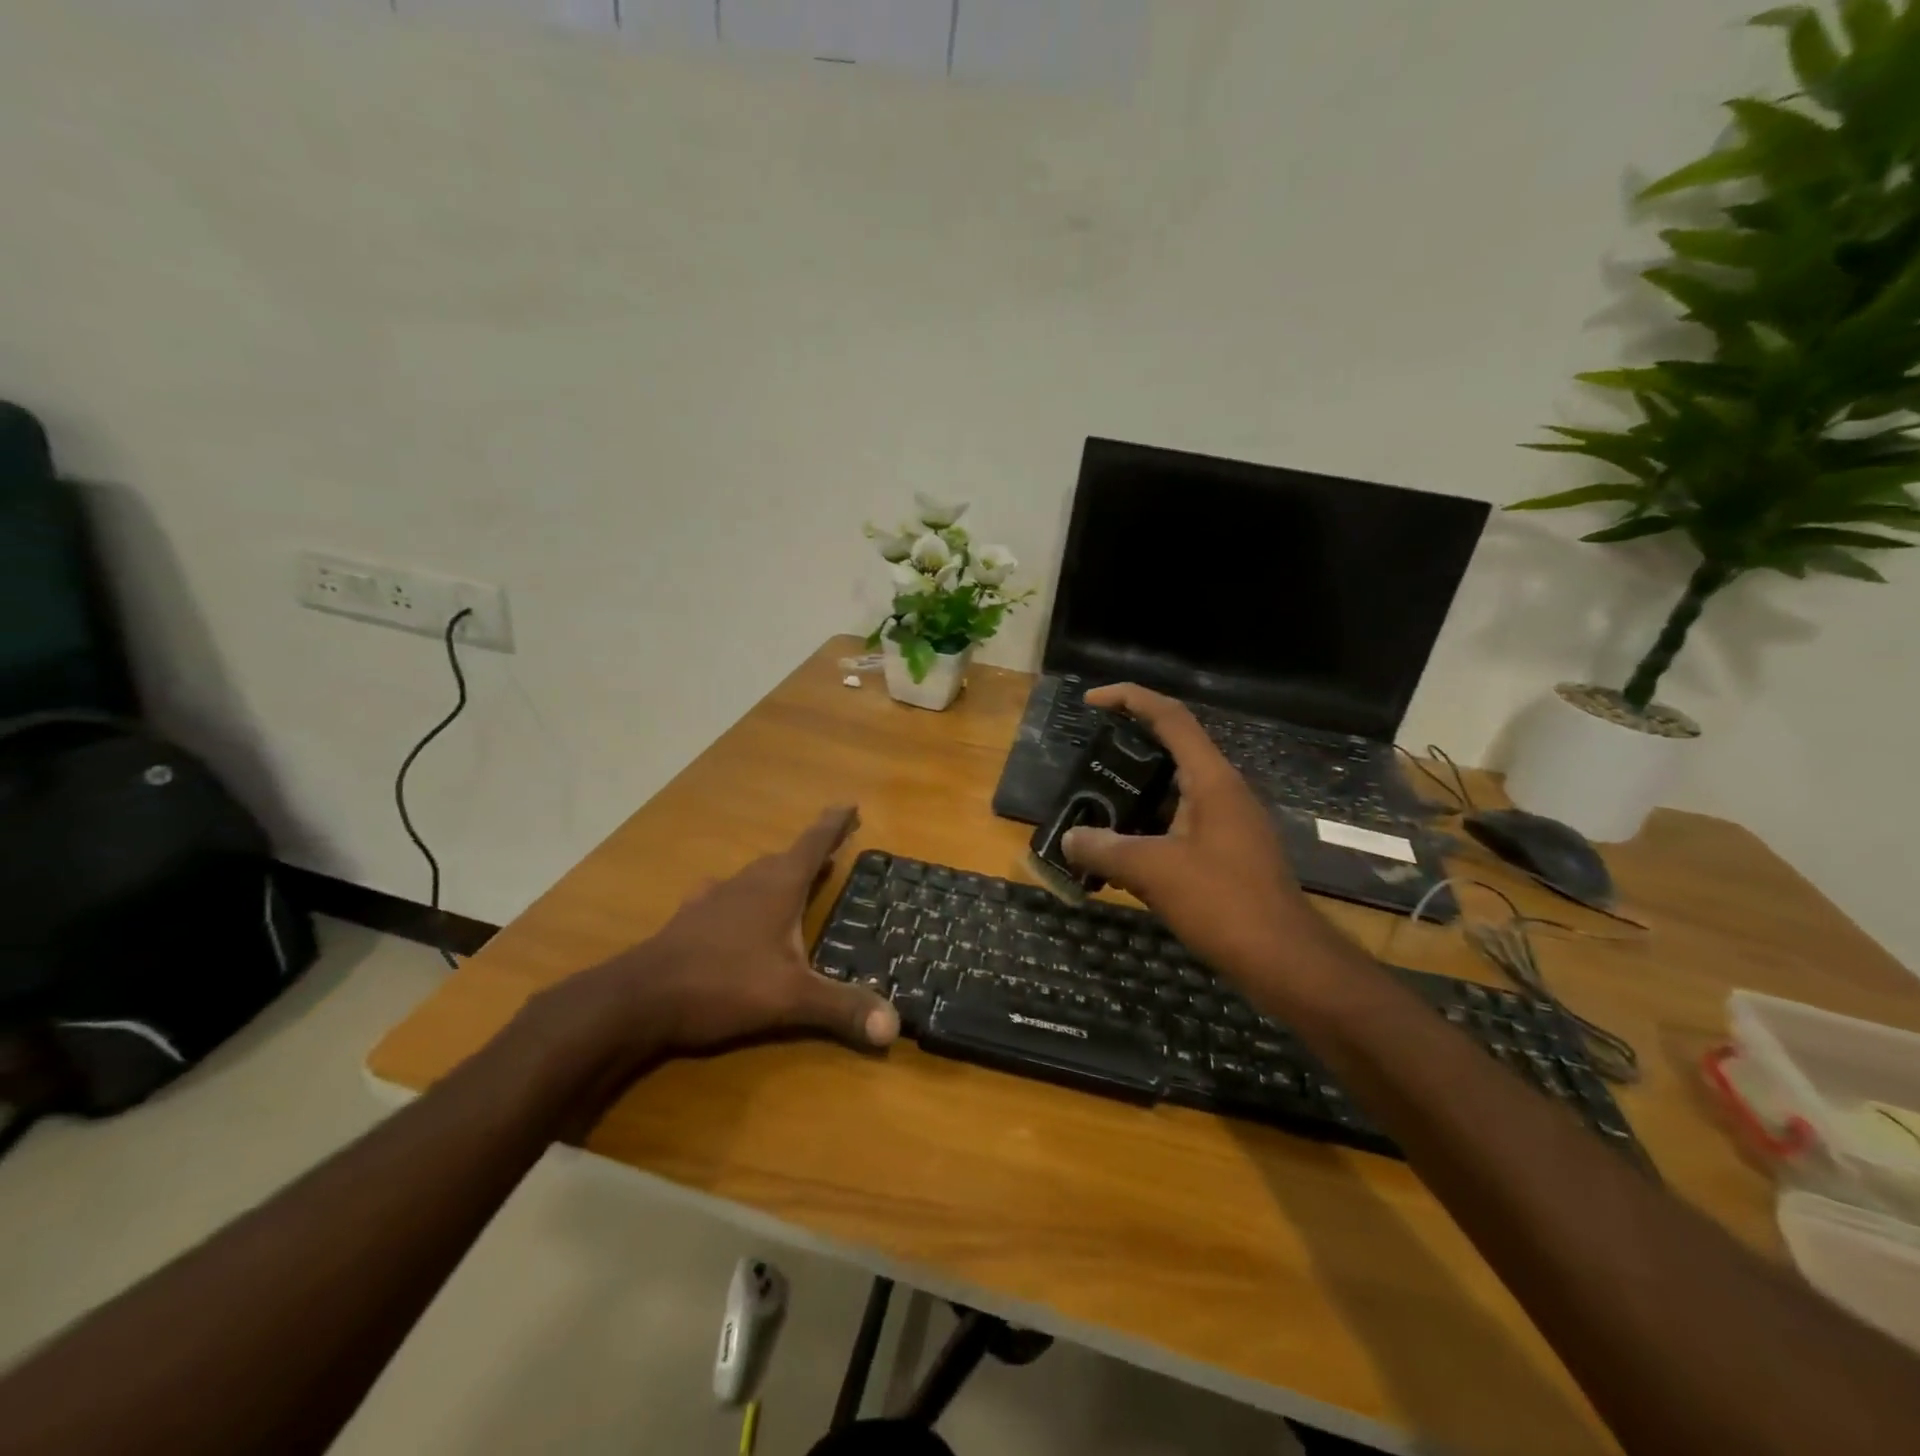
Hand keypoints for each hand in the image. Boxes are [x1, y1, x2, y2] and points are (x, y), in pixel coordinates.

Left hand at [548, 807, 899, 1064]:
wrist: (639, 998)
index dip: (834, 824)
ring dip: (779, 873)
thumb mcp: (790, 998)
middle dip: (813, 850)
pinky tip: (735, 907)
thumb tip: (894, 1026)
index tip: (851, 804)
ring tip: (794, 878)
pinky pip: (727, 896)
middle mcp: (749, 883)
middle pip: (787, 857)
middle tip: (834, 848)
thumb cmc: (722, 984)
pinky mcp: (691, 919)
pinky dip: (743, 897)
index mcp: (778, 887)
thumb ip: (841, 1008)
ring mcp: (715, 898)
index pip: (814, 844)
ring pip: (755, 875)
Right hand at [1061, 685, 1339, 1001]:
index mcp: (1212, 780)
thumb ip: (1105, 850)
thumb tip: (1069, 839)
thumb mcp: (1153, 872)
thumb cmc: (1224, 903)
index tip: (1091, 701)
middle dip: (1127, 751)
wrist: (1286, 961)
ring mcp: (1229, 825)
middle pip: (1172, 752)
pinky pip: (1180, 827)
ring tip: (1093, 809)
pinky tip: (1119, 856)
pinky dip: (1147, 831)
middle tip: (1086, 762)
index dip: (1130, 699)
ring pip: (1174, 794)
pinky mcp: (1227, 855)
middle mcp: (1224, 793)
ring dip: (1135, 797)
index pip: (1171, 717)